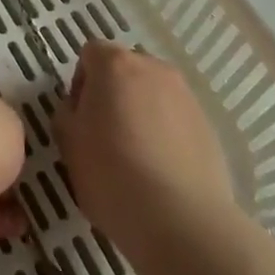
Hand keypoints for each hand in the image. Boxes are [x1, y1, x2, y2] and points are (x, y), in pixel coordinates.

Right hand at [55, 42, 233, 262]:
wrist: (182, 220)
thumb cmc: (112, 175)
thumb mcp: (69, 144)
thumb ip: (67, 113)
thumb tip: (79, 108)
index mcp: (115, 64)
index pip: (90, 54)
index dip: (80, 83)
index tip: (80, 119)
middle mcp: (153, 68)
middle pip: (124, 70)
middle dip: (112, 94)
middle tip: (105, 136)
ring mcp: (185, 95)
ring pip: (152, 94)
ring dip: (140, 112)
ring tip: (136, 157)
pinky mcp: (207, 125)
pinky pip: (175, 118)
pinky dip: (165, 133)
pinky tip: (161, 171)